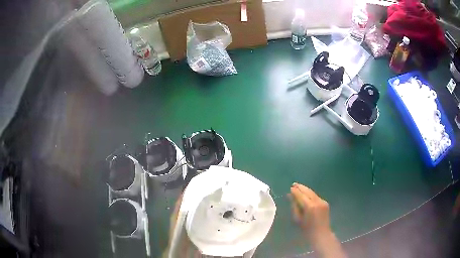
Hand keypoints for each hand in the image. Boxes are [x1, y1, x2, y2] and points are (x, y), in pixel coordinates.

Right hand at [289, 183, 345, 257]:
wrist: (321, 233)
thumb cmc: (306, 229)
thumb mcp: (297, 219)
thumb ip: (294, 206)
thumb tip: (290, 196)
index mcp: (309, 206)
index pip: (301, 195)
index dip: (295, 191)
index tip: (290, 187)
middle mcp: (317, 201)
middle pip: (308, 191)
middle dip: (301, 187)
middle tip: (294, 184)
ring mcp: (322, 201)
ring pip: (312, 192)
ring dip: (305, 189)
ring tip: (299, 186)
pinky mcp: (325, 203)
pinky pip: (316, 196)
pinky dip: (310, 194)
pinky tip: (306, 193)